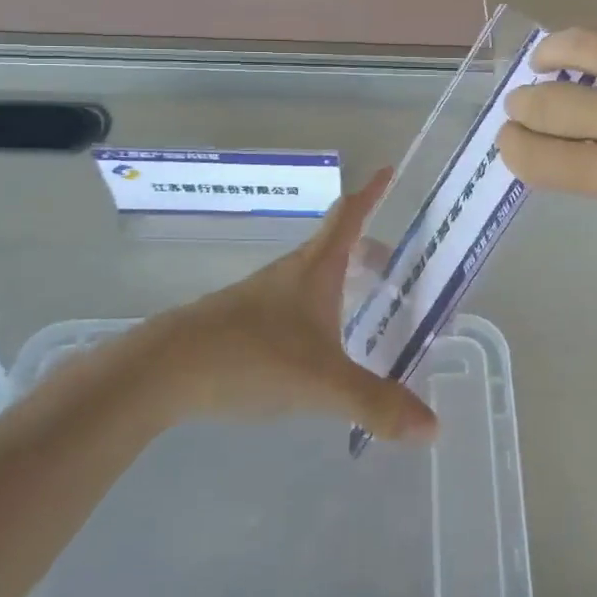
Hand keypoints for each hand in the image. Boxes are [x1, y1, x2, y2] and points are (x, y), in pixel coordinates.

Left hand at [144, 169, 439, 440]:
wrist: (164, 370)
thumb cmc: (252, 356)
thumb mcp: (323, 383)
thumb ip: (376, 403)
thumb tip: (432, 426)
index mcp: (316, 269)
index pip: (349, 216)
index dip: (371, 192)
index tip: (387, 170)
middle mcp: (291, 273)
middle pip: (335, 245)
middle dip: (367, 248)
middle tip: (395, 264)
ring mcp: (263, 296)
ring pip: (313, 275)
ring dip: (342, 277)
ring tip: (365, 301)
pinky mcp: (244, 321)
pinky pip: (295, 303)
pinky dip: (319, 307)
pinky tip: (321, 342)